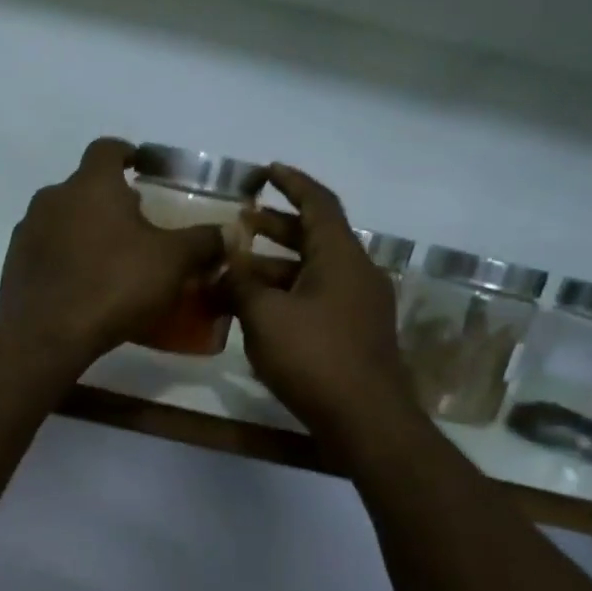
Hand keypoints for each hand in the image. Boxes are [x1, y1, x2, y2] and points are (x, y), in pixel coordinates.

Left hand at [0, 138, 224, 365]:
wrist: (46, 334)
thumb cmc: (114, 285)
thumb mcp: (172, 263)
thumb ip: (203, 242)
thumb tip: (228, 233)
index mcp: (91, 184)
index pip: (108, 149)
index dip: (128, 153)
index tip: (142, 167)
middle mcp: (52, 197)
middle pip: (85, 187)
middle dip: (110, 200)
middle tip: (137, 225)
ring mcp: (27, 230)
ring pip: (63, 218)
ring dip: (85, 229)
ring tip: (111, 258)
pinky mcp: (14, 263)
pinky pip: (46, 250)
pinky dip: (65, 257)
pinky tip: (83, 284)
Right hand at [228, 163, 415, 439]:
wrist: (365, 419)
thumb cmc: (314, 357)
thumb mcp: (264, 315)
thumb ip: (241, 280)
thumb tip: (226, 257)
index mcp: (340, 257)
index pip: (318, 203)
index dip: (292, 183)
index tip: (267, 171)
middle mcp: (355, 273)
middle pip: (313, 237)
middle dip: (274, 228)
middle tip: (240, 223)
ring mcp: (359, 305)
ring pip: (311, 272)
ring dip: (274, 268)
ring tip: (234, 273)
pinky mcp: (355, 333)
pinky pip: (317, 299)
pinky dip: (286, 295)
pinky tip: (257, 311)